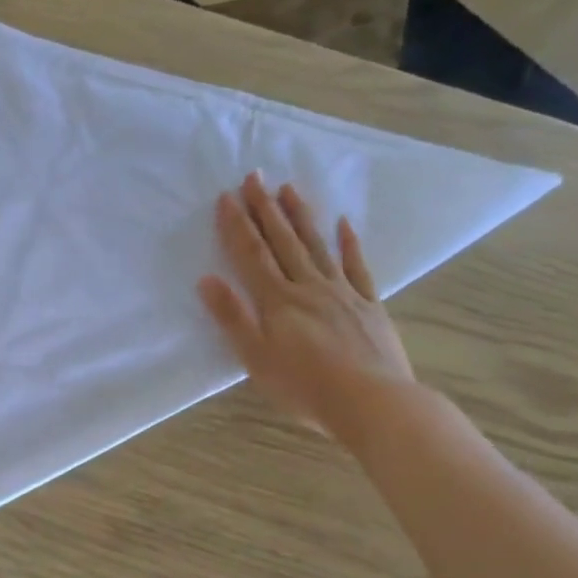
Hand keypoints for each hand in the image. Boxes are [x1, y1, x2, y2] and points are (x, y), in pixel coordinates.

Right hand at [198, 174, 415, 446]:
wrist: (371, 402)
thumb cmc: (304, 386)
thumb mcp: (256, 358)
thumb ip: (233, 317)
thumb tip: (207, 280)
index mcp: (278, 301)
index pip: (252, 256)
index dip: (238, 226)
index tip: (227, 197)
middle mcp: (309, 287)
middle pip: (283, 242)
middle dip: (266, 209)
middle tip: (255, 176)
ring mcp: (342, 293)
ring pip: (317, 247)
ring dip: (300, 217)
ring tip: (289, 188)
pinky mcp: (369, 305)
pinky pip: (357, 267)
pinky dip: (349, 244)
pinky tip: (344, 224)